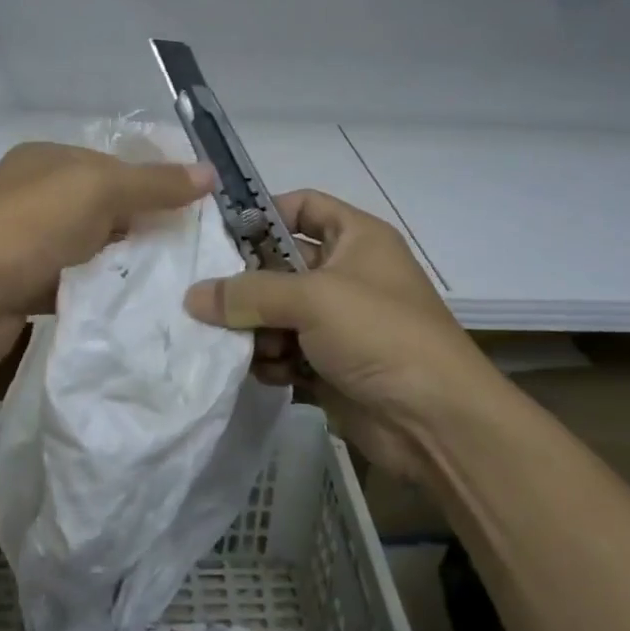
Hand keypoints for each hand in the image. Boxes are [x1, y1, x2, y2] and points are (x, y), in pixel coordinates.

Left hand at [0, 142, 214, 376]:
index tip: (193, 212)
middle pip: (102, 206)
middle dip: (140, 226)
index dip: (152, 183)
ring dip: (120, 262)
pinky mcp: (21, 285)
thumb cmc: (30, 226)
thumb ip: (154, 183)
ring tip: (168, 283)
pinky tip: (129, 305)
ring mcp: (24, 242)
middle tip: (188, 253)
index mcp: (46, 159)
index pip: (112, 164)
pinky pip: (73, 282)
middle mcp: (33, 194)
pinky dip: (98, 291)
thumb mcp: (99, 190)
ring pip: (89, 247)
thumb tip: (210, 172)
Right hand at [183, 189, 489, 481]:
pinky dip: (270, 359)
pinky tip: (265, 371)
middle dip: (247, 284)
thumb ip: (249, 292)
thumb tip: (193, 297)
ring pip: (277, 312)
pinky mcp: (330, 365)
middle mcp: (347, 274)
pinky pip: (285, 350)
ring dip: (256, 328)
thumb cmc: (380, 334)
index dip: (264, 212)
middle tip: (208, 298)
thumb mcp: (313, 298)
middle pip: (281, 264)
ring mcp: (339, 323)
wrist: (436, 424)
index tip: (219, 232)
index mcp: (356, 238)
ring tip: (245, 344)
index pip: (303, 206)